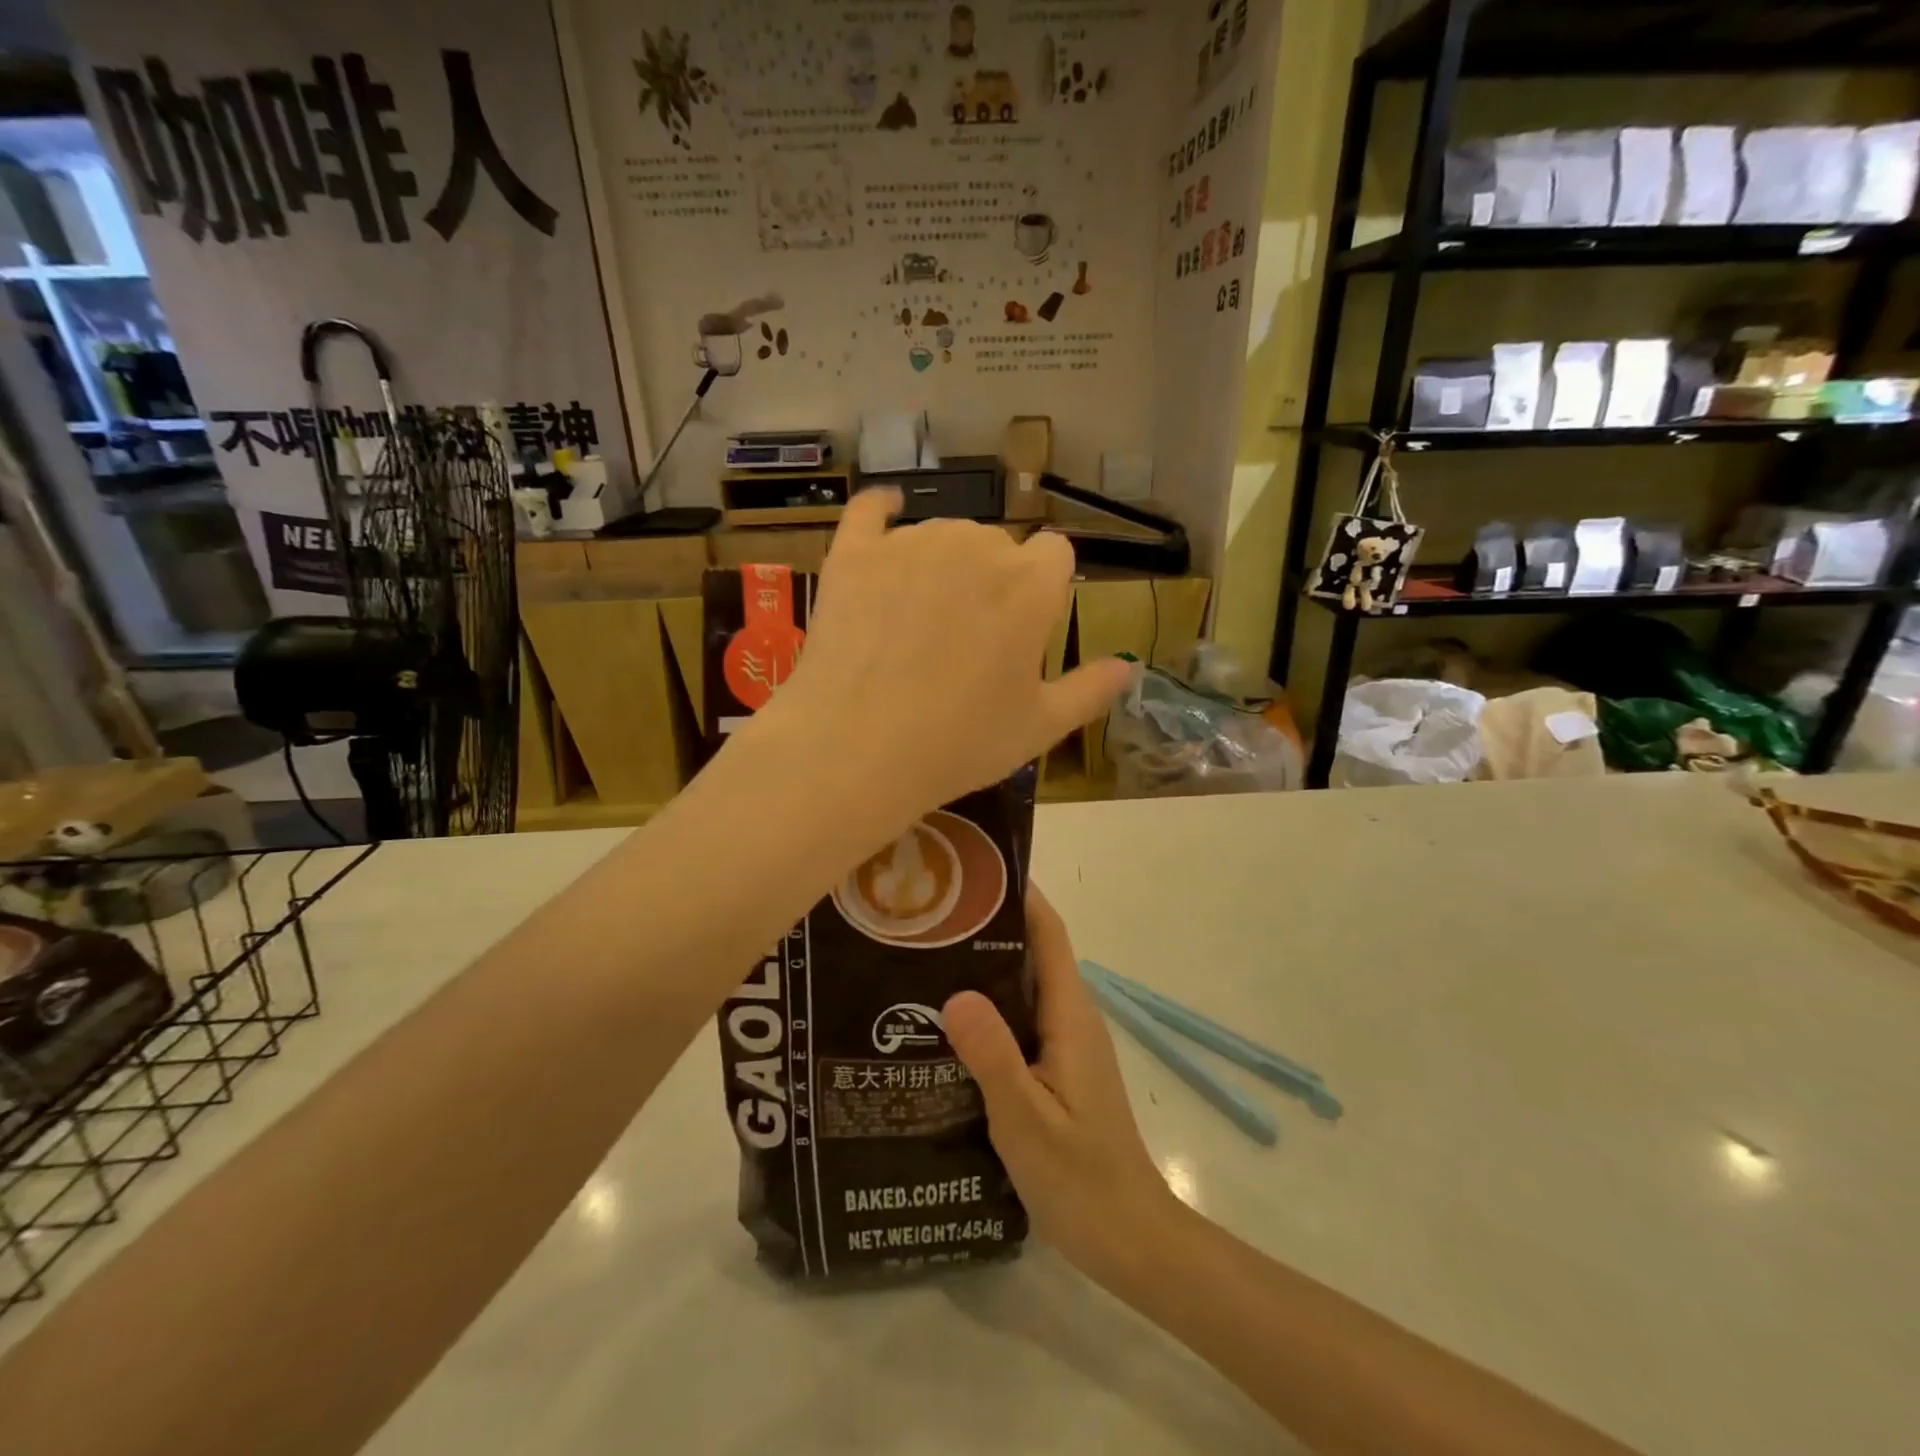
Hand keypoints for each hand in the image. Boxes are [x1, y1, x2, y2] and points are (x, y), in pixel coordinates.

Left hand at [763, 489, 1130, 821]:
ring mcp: (910, 544)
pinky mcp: (854, 553)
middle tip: (969, 641)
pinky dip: (881, 512)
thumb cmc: (959, 743)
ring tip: (921, 622)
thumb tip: (1128, 667)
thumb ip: (1090, 690)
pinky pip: (870, 510)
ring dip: (944, 563)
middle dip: (993, 580)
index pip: (1056, 554)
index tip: (1027, 628)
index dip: (1045, 589)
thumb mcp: (1039, 727)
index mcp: (1030, 583)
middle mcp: (975, 547)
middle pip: (998, 545)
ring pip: (942, 534)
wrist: (856, 749)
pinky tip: (886, 514)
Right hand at [943, 884, 1185, 1286]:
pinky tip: (947, 1020)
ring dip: (985, 964)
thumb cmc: (1081, 1178)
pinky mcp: (1057, 1067)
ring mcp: (1066, 1042)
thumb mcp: (1027, 1120)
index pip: (1048, 932)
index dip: (1018, 893)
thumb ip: (993, 1056)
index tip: (972, 870)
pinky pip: (1021, 1016)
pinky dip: (989, 1004)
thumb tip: (954, 992)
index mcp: (1070, 1014)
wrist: (1130, 1238)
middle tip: (928, 913)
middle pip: (1033, 950)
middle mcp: (1071, 1016)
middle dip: (988, 924)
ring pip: (1024, 984)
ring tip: (925, 955)